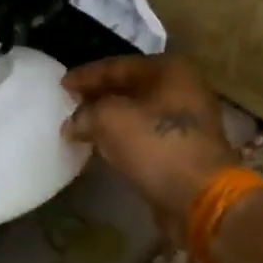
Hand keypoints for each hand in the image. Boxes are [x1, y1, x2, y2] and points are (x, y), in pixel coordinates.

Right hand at [61, 55, 235, 235]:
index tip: (62, 85)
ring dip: (110, 118)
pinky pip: (146, 135)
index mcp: (169, 70)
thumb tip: (73, 123)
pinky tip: (103, 146)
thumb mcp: (110, 120)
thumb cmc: (156, 147)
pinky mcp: (185, 149)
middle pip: (130, 87)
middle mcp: (183, 88)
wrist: (200, 197)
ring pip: (138, 112)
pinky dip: (124, 138)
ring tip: (82, 126)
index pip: (117, 66)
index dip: (86, 75)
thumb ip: (86, 113)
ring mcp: (188, 120)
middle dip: (98, 96)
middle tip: (70, 104)